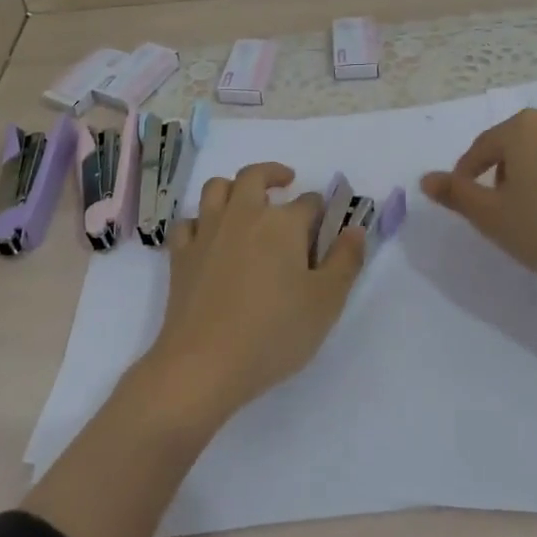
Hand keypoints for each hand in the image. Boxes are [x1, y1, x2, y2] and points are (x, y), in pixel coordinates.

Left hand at [144, 162, 366, 422]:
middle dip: (273, 174)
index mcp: (283, 223)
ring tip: (245, 200)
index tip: (326, 224)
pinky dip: (200, 221)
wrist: (205, 363)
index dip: (320, 210)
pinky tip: (208, 236)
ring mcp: (207, 231)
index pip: (309, 202)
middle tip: (285, 182)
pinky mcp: (181, 254)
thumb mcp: (326, 302)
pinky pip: (189, 222)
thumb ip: (345, 261)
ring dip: (233, 187)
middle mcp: (243, 214)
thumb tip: (355, 230)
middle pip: (255, 176)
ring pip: (216, 189)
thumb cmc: (274, 332)